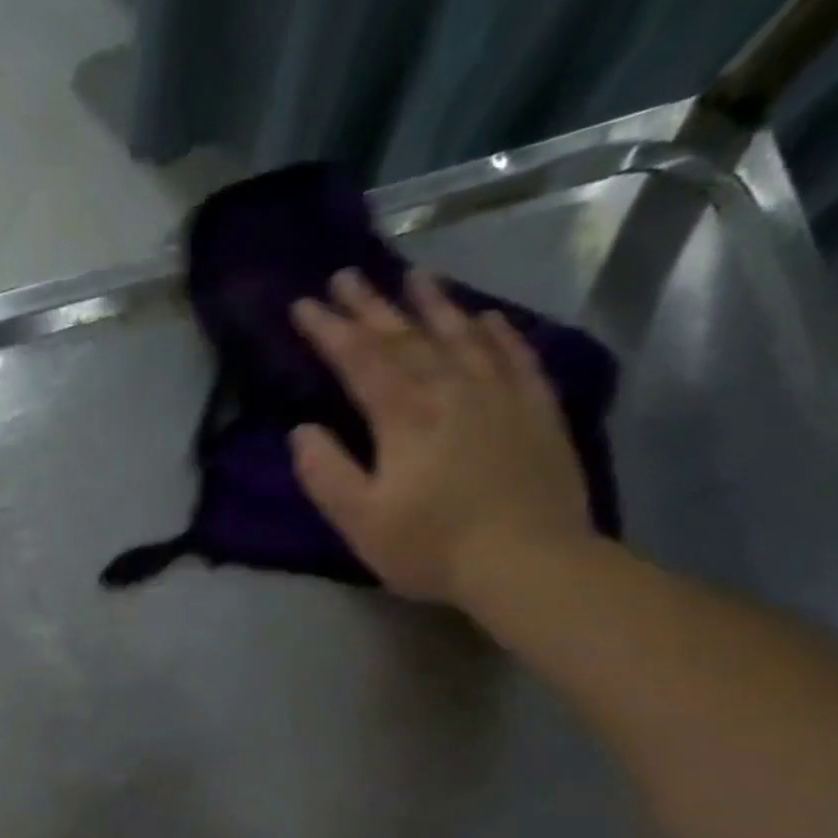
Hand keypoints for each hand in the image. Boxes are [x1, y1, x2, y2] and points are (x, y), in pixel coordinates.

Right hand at [288, 268, 593, 609]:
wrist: (530, 562)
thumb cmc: (433, 546)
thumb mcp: (360, 521)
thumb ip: (326, 473)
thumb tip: (301, 430)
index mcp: (404, 415)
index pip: (359, 359)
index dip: (328, 330)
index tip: (304, 303)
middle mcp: (451, 389)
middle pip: (406, 336)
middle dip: (371, 305)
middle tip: (347, 274)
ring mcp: (500, 395)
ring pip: (461, 335)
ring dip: (433, 304)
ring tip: (414, 276)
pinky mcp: (537, 411)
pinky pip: (516, 357)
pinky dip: (497, 334)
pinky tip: (488, 319)